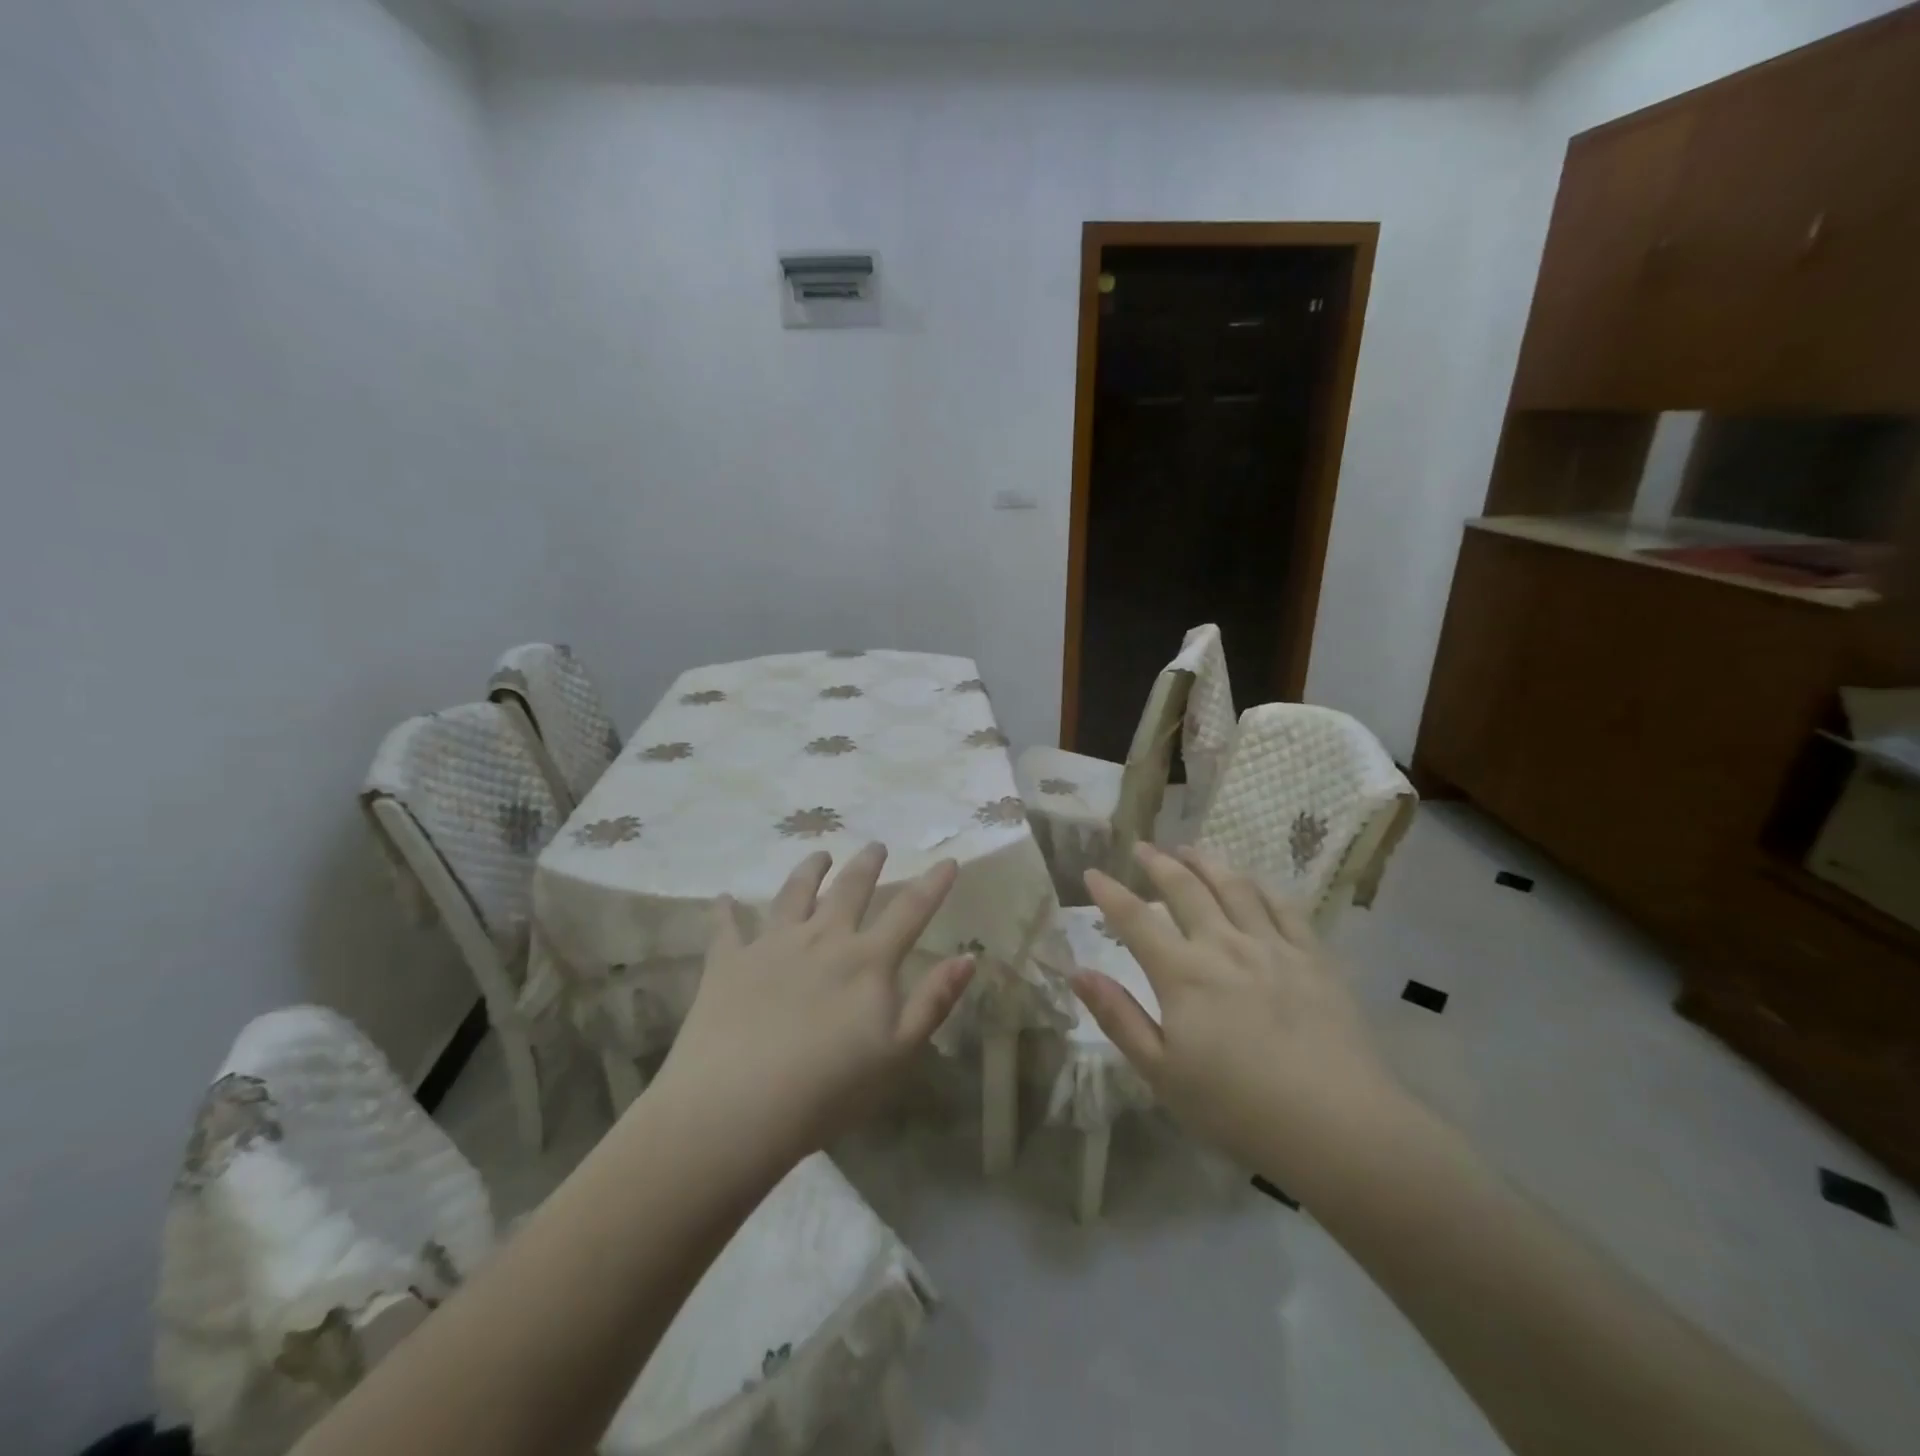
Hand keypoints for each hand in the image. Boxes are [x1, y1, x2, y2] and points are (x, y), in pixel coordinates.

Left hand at [650, 843, 973, 1164]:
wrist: (736, 1107)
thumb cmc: (829, 1089)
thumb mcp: (898, 1052)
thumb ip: (934, 1001)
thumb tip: (968, 956)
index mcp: (867, 960)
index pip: (910, 911)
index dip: (933, 884)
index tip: (947, 860)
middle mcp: (823, 938)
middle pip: (850, 889)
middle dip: (867, 864)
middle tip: (876, 846)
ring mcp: (772, 945)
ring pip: (795, 893)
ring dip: (809, 870)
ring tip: (819, 854)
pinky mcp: (728, 962)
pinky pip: (728, 927)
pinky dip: (726, 910)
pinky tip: (725, 898)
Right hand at [1075, 843, 1404, 1187]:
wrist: (1337, 1126)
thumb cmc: (1238, 1108)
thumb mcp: (1162, 1073)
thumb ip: (1119, 1018)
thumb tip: (1078, 973)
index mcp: (1183, 974)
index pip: (1135, 919)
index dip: (1110, 893)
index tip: (1092, 872)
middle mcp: (1223, 945)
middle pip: (1185, 889)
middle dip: (1158, 863)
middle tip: (1142, 847)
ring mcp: (1272, 946)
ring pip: (1234, 886)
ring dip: (1206, 862)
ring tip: (1189, 849)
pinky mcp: (1313, 957)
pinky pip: (1283, 906)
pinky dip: (1260, 885)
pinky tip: (1251, 880)